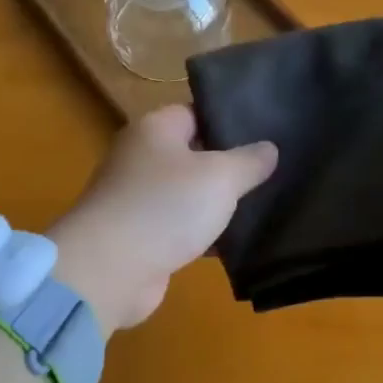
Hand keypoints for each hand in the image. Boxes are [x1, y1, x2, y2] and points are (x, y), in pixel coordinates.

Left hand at [47, 104, 276, 331]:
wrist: (110, 271)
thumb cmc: (166, 207)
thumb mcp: (221, 176)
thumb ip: (249, 160)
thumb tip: (269, 148)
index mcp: (155, 129)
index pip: (197, 111)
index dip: (230, 118)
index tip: (267, 130)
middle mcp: (141, 157)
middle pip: (194, 152)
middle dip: (230, 163)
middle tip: (273, 169)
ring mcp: (138, 198)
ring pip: (189, 193)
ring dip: (218, 202)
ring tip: (265, 203)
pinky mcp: (140, 236)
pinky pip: (180, 226)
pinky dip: (204, 233)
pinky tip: (238, 240)